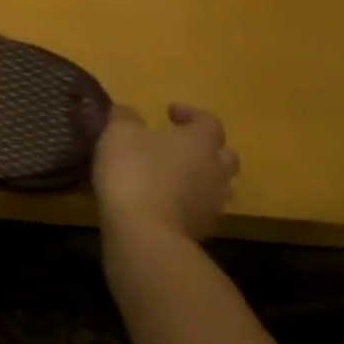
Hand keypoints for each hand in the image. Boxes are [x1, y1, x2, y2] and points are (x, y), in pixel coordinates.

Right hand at [93, 102, 240, 245]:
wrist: (145, 231)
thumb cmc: (134, 171)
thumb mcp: (119, 134)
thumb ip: (125, 117)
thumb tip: (128, 112)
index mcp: (200, 142)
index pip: (209, 121)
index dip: (191, 114)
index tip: (169, 112)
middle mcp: (216, 170)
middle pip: (223, 155)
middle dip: (204, 148)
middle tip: (178, 146)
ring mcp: (213, 202)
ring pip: (216, 184)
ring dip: (198, 176)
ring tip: (171, 175)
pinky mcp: (203, 228)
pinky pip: (201, 207)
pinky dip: (188, 201)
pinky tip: (164, 202)